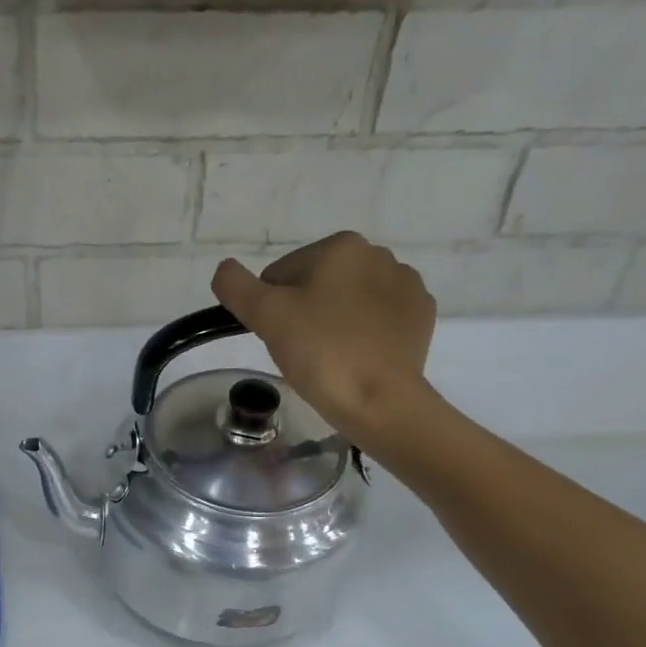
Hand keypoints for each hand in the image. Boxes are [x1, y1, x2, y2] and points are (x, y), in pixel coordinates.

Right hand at [211, 232, 438, 445]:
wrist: (380, 400)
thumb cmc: (321, 353)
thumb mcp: (266, 317)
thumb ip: (236, 287)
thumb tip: (224, 270)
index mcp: (341, 246)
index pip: (282, 274)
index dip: (272, 308)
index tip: (280, 338)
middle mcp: (379, 254)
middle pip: (318, 284)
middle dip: (305, 312)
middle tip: (303, 351)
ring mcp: (406, 285)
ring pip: (349, 301)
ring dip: (334, 322)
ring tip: (331, 358)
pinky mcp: (421, 316)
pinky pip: (379, 318)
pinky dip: (365, 334)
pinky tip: (358, 358)